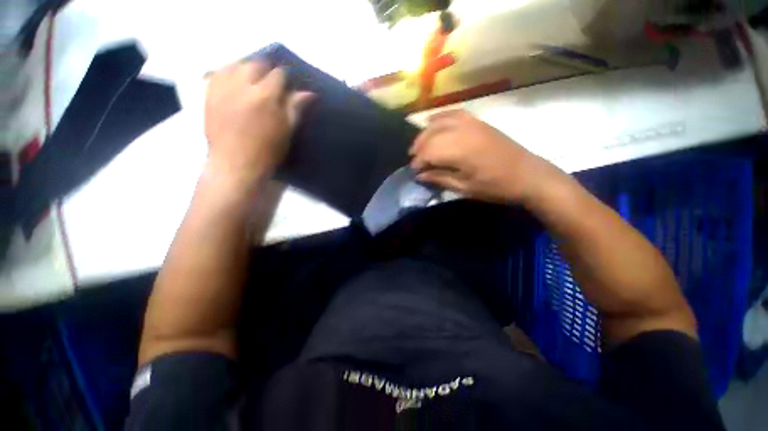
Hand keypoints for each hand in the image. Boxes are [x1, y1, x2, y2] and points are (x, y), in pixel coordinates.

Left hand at [204, 60, 313, 189]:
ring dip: (243, 67)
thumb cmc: (263, 153)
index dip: (284, 77)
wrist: (232, 168)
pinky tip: (229, 80)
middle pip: (255, 63)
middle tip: (264, 80)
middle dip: (263, 69)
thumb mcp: (285, 131)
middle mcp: (243, 88)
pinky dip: (223, 74)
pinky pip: (215, 76)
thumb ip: (295, 107)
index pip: (279, 73)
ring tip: (246, 77)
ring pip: (234, 65)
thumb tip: (308, 92)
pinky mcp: (210, 98)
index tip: (284, 84)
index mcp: (265, 96)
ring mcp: (223, 92)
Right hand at [409, 110, 561, 203]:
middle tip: (416, 160)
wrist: (526, 174)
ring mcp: (469, 122)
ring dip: (427, 132)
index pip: (427, 152)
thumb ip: (441, 179)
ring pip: (438, 121)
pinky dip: (440, 117)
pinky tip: (434, 122)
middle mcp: (459, 131)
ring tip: (422, 144)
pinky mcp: (477, 120)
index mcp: (457, 151)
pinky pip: (452, 113)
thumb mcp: (467, 188)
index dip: (418, 162)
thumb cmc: (497, 186)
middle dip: (419, 146)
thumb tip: (421, 175)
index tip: (415, 172)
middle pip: (430, 134)